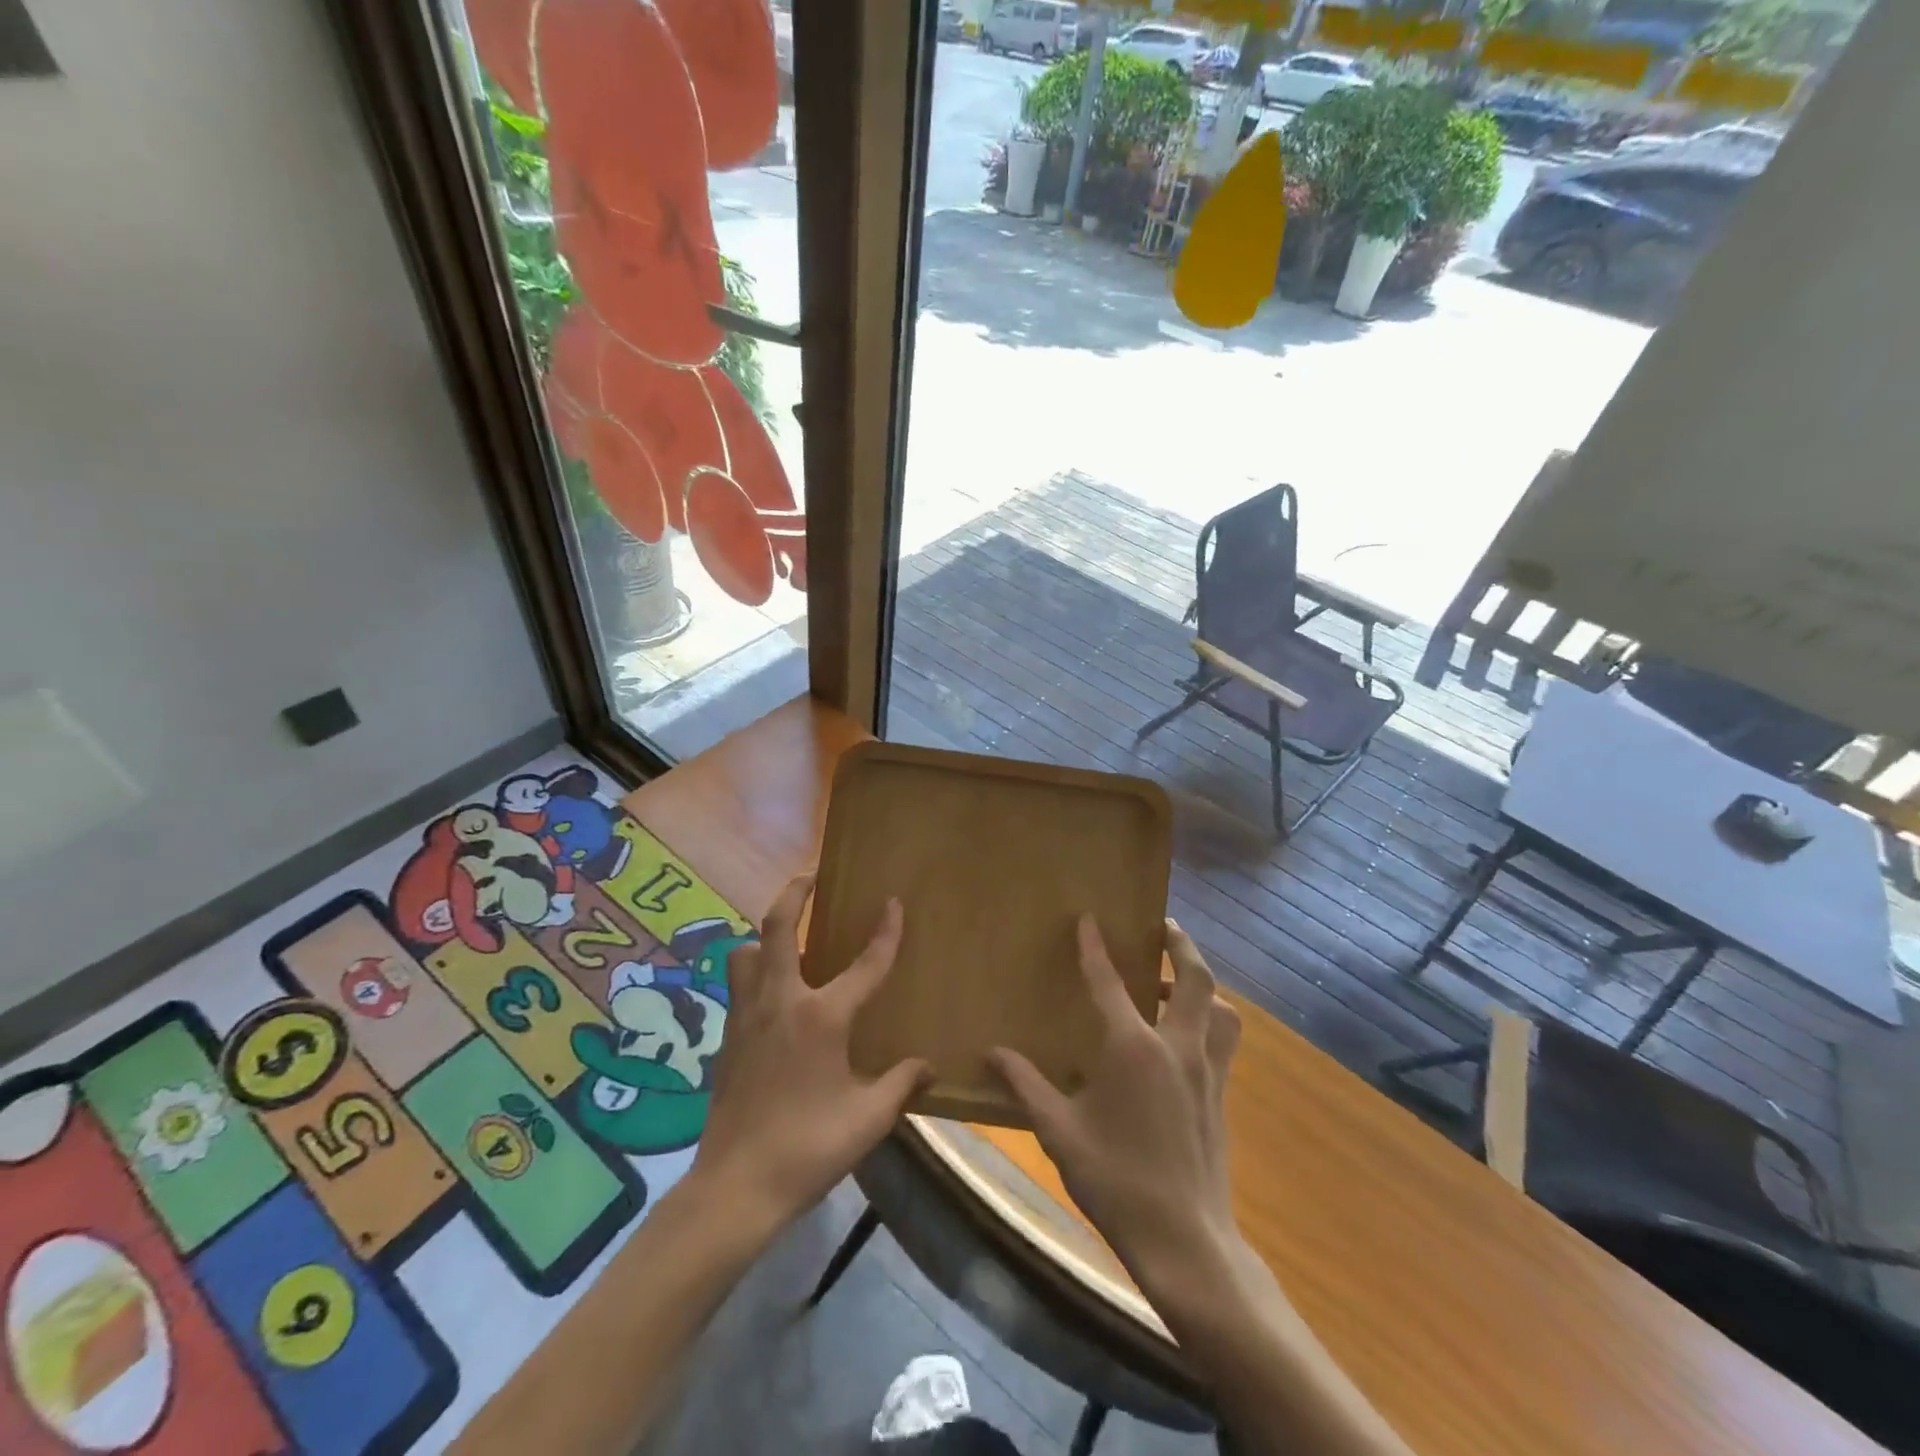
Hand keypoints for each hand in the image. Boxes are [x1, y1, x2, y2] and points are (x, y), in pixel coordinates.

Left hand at [688, 873, 931, 1238]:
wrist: (735, 1187)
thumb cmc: (808, 1148)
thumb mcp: (868, 1119)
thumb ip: (902, 1084)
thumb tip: (928, 1065)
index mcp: (822, 1017)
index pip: (865, 964)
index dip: (885, 932)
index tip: (893, 902)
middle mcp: (781, 1001)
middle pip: (779, 927)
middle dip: (795, 893)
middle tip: (811, 875)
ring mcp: (748, 1016)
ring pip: (745, 952)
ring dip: (765, 937)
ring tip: (787, 942)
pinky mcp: (728, 1037)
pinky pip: (738, 985)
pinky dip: (753, 973)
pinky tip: (772, 996)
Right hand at [989, 917, 1242, 1293]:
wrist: (1185, 1241)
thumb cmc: (1116, 1180)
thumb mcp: (1059, 1131)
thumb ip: (1026, 1086)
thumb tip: (991, 1053)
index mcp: (1133, 1048)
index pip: (1109, 982)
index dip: (1095, 947)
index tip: (1088, 918)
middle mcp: (1176, 1047)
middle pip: (1194, 979)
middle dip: (1180, 945)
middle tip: (1164, 927)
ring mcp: (1206, 1071)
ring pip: (1221, 1009)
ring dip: (1204, 985)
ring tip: (1179, 982)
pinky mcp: (1221, 1095)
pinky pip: (1224, 1041)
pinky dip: (1212, 1020)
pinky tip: (1188, 1037)